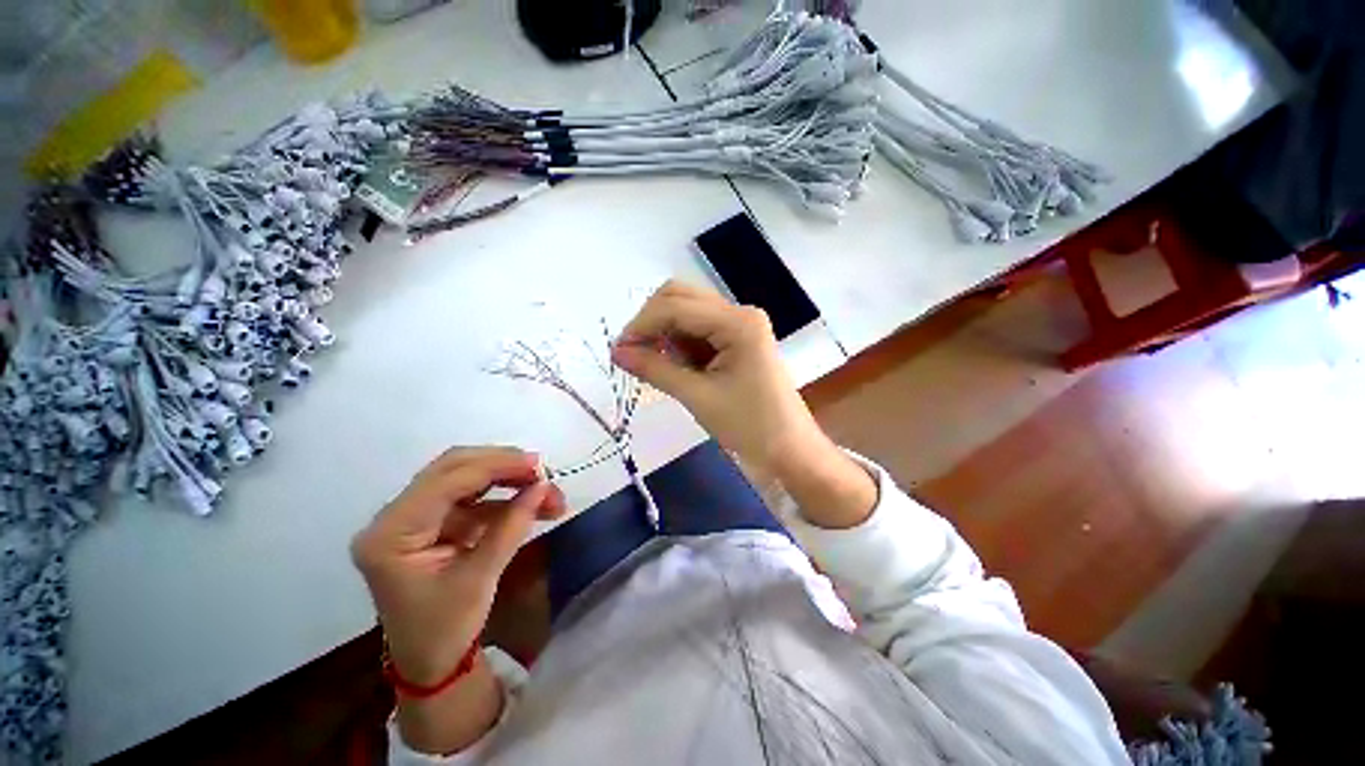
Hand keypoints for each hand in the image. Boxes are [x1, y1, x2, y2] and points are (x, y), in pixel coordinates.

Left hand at [351, 447, 564, 685]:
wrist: (430, 662)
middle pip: (452, 468)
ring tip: (544, 488)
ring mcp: (413, 517)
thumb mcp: (480, 579)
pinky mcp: (432, 522)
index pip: (447, 481)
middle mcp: (395, 516)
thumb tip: (543, 487)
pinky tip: (530, 502)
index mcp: (392, 533)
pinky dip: (503, 496)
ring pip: (464, 477)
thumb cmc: (445, 629)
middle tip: (541, 471)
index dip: (496, 466)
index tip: (538, 465)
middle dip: (501, 465)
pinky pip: (472, 496)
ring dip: (507, 479)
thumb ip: (511, 527)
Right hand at [613, 281, 877, 528]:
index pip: (675, 307)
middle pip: (681, 298)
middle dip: (651, 322)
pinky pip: (698, 329)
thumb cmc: (750, 426)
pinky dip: (678, 342)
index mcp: (737, 322)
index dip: (641, 325)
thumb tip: (616, 352)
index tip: (617, 352)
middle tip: (633, 354)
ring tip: (651, 363)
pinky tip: (671, 364)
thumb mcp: (698, 397)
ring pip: (687, 312)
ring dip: (664, 332)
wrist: (789, 450)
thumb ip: (656, 369)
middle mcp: (739, 312)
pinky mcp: (737, 339)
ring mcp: (739, 325)